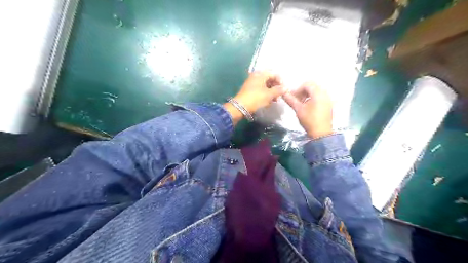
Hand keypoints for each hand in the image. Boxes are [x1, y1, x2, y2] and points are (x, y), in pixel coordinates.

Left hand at [224, 72, 284, 124]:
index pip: (274, 74)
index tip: (284, 90)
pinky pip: (260, 90)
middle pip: (269, 79)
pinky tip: (267, 102)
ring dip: (271, 92)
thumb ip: (278, 90)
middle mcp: (255, 76)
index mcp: (260, 74)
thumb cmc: (256, 99)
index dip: (280, 81)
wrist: (240, 107)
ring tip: (274, 100)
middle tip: (279, 95)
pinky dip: (265, 94)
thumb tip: (286, 88)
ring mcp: (251, 83)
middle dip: (275, 87)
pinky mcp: (249, 90)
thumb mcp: (269, 95)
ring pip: (264, 85)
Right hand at [282, 83, 332, 138]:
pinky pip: (320, 97)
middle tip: (296, 100)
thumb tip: (283, 93)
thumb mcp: (298, 109)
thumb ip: (291, 100)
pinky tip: (308, 107)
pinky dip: (313, 99)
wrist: (321, 133)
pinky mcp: (329, 105)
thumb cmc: (309, 120)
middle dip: (302, 92)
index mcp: (318, 93)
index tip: (292, 97)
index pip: (307, 84)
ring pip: (316, 92)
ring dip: (307, 95)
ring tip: (301, 104)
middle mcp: (325, 94)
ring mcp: (328, 99)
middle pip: (312, 87)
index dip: (298, 89)